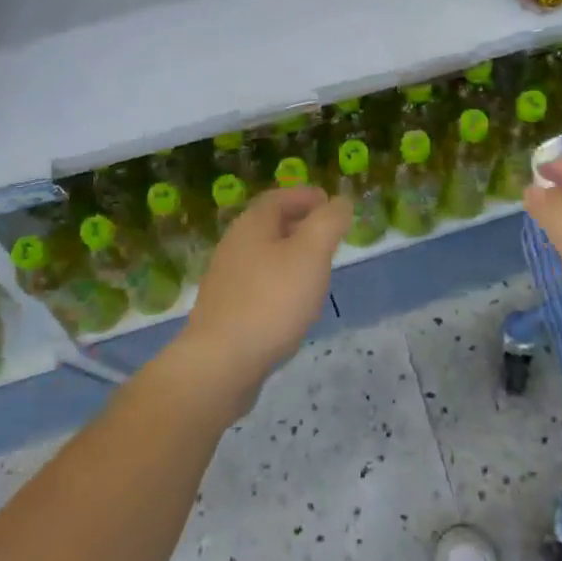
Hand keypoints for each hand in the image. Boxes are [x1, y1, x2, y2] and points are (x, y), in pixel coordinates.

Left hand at [169, 186, 352, 413]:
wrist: (221, 364)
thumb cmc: (271, 301)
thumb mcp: (311, 254)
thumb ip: (329, 222)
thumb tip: (341, 202)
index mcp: (252, 225)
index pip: (279, 197)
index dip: (306, 196)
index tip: (330, 203)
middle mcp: (234, 246)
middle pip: (270, 225)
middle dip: (301, 224)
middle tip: (330, 235)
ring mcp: (226, 280)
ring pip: (265, 255)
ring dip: (291, 255)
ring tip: (318, 269)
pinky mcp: (226, 311)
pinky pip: (258, 284)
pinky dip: (280, 282)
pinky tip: (294, 303)